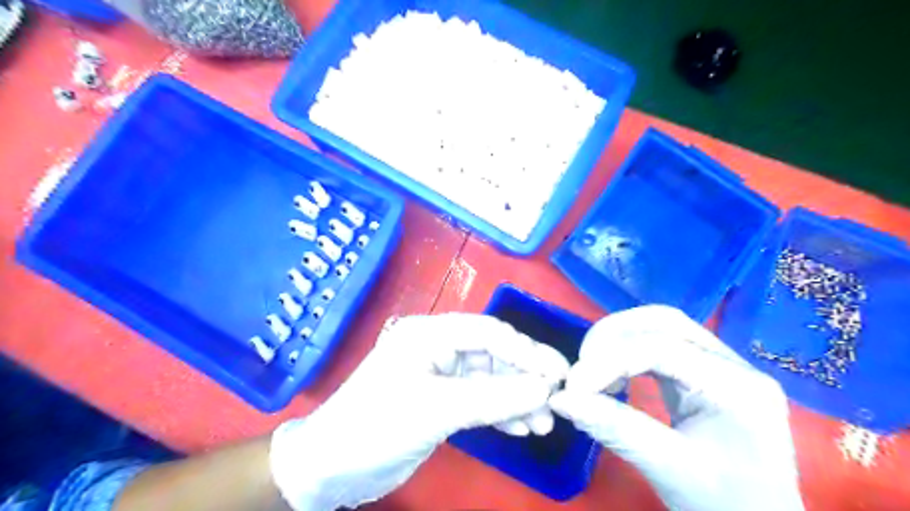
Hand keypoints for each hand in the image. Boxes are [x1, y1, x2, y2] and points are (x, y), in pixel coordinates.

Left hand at [266, 313, 566, 508]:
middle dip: (524, 377)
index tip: (558, 373)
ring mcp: (439, 374)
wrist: (330, 468)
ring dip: (516, 398)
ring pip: (489, 379)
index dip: (525, 350)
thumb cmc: (376, 426)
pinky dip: (500, 412)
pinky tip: (521, 427)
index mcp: (429, 334)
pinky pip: (479, 399)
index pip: (487, 332)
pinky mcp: (440, 400)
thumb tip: (545, 388)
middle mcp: (436, 347)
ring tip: (544, 422)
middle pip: (492, 354)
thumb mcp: (436, 410)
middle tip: (557, 398)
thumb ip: (493, 398)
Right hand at [547, 306, 801, 509]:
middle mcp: (734, 365)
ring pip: (661, 327)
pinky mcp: (705, 373)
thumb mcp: (668, 470)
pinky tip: (614, 374)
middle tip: (582, 365)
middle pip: (664, 322)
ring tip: (593, 370)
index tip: (573, 385)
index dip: (610, 360)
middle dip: (614, 336)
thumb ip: (614, 428)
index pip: (663, 349)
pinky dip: (628, 353)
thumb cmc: (725, 506)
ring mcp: (722, 366)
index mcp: (738, 388)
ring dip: (619, 341)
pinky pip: (661, 346)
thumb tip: (560, 399)